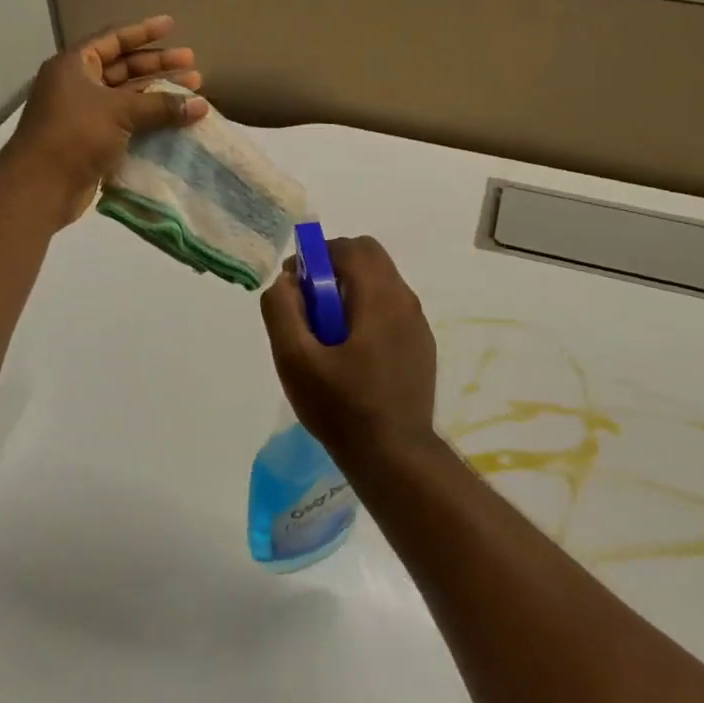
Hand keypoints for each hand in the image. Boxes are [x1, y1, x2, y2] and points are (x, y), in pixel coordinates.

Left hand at [7, 16, 209, 226]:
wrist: (41, 186)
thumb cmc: (75, 134)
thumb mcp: (120, 112)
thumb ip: (161, 105)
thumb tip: (200, 105)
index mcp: (75, 65)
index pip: (113, 39)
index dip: (144, 31)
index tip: (172, 25)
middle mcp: (78, 84)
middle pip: (124, 67)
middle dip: (158, 65)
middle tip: (193, 63)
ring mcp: (85, 114)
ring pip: (128, 96)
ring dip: (158, 93)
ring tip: (193, 91)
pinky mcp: (93, 140)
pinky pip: (127, 122)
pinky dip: (150, 119)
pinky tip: (176, 121)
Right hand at [260, 236, 439, 467]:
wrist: (394, 456)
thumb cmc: (341, 406)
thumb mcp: (295, 359)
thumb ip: (282, 310)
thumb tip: (284, 281)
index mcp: (380, 297)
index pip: (352, 247)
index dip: (317, 256)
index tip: (295, 287)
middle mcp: (405, 301)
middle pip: (369, 259)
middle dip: (334, 270)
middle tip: (310, 308)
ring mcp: (418, 324)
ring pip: (381, 284)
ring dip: (350, 292)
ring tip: (327, 336)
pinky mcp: (421, 346)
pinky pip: (391, 310)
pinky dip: (367, 313)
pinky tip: (351, 356)